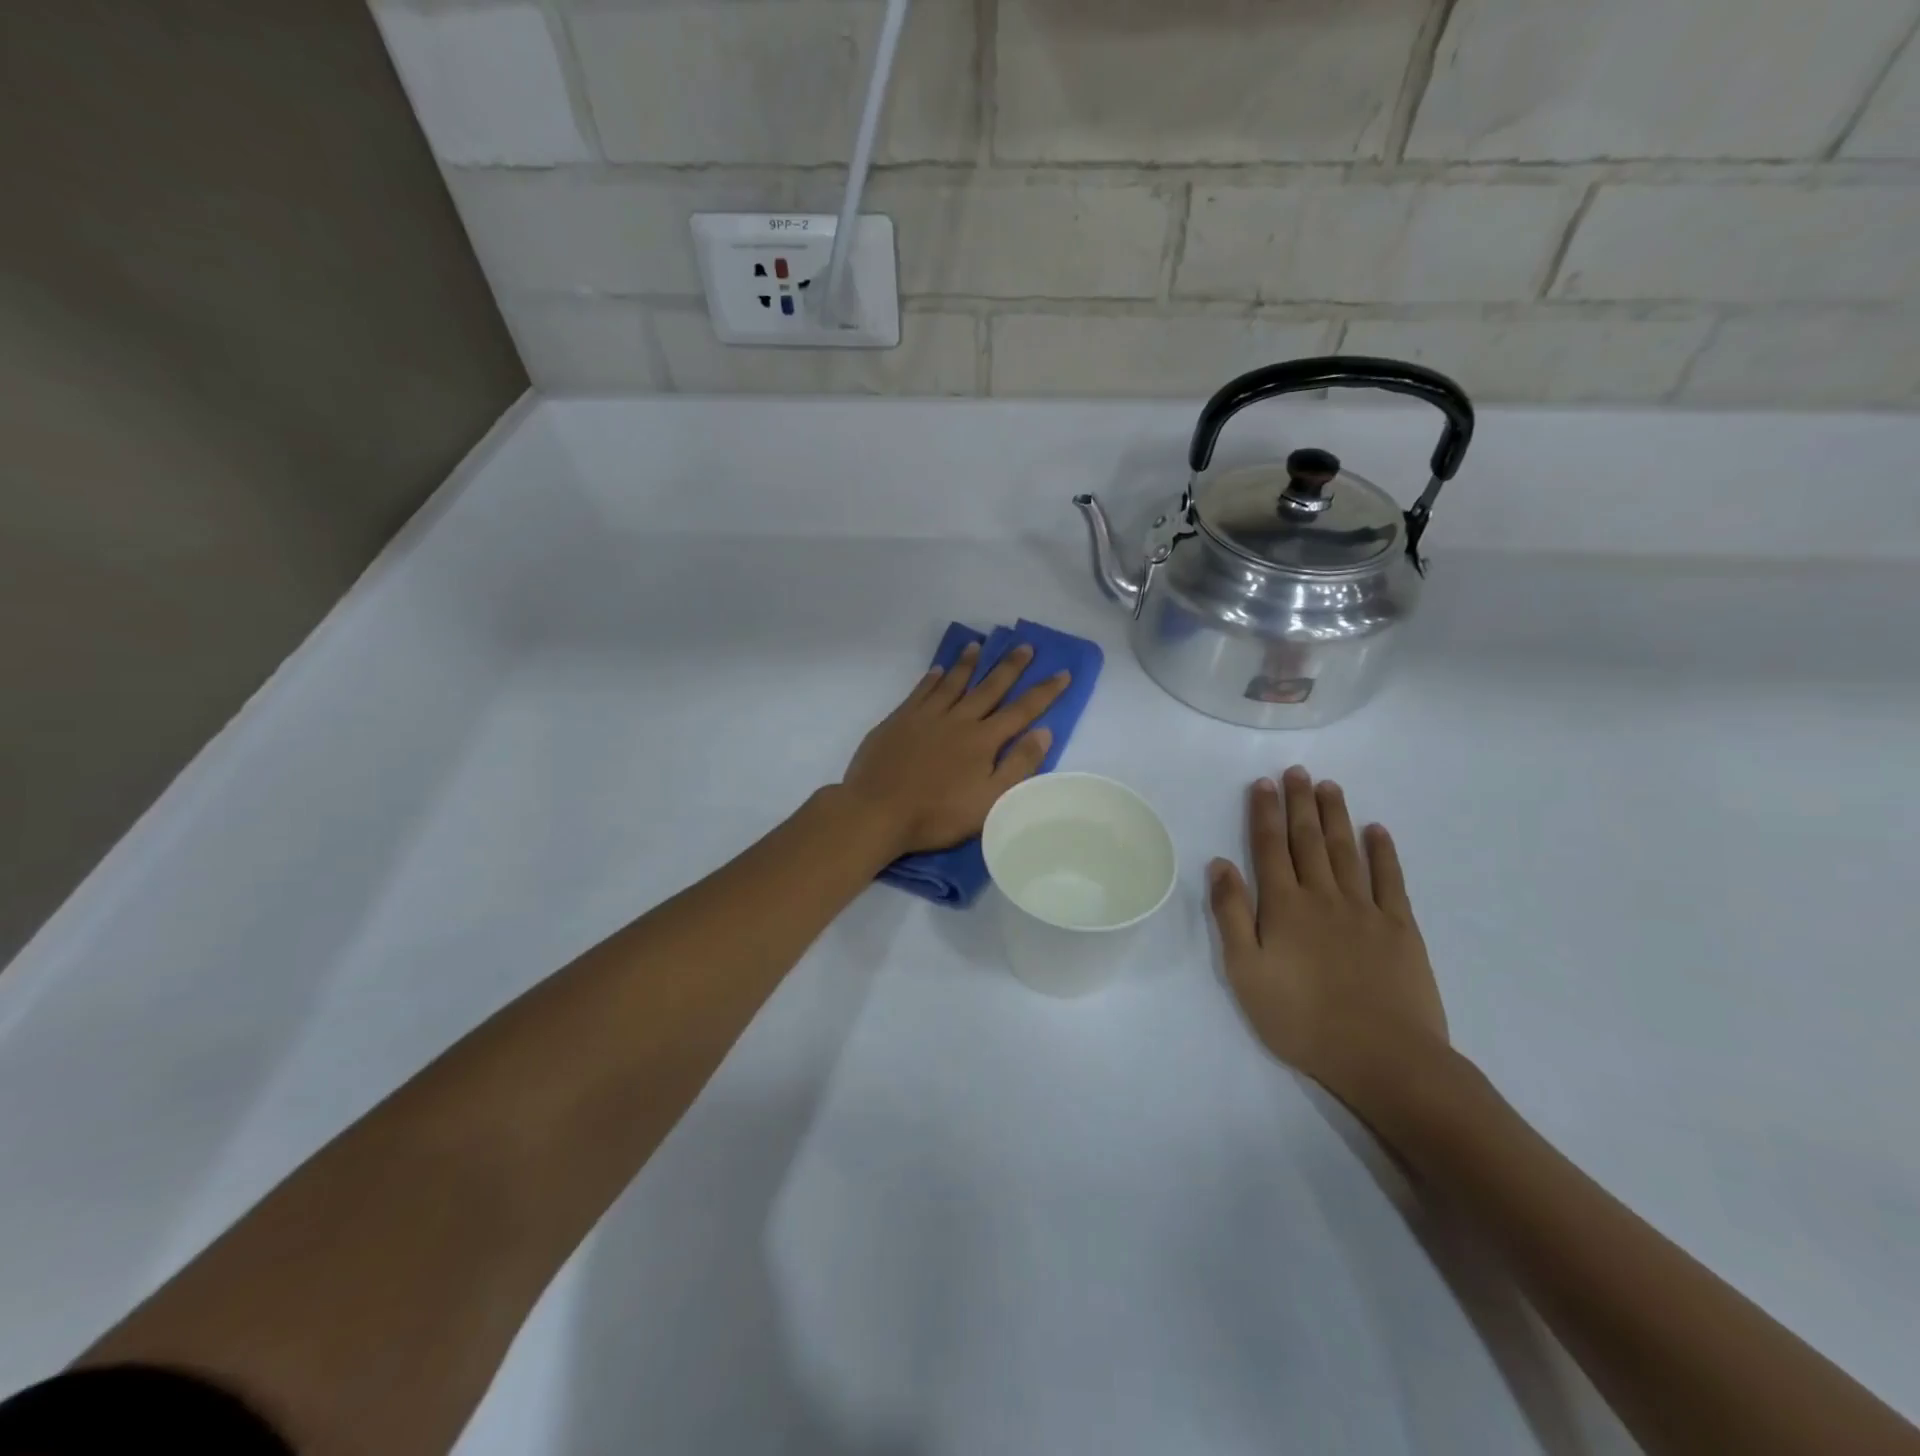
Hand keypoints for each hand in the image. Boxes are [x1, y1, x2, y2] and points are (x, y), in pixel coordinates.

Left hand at [841, 642, 1069, 857]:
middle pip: (989, 687)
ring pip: (953, 682)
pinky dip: (932, 678)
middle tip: (1025, 645)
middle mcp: (958, 719)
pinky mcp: (899, 720)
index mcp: (984, 740)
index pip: (1022, 710)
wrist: (877, 811)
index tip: (1062, 672)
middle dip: (1010, 666)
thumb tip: (1044, 732)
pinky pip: (921, 691)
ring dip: (968, 663)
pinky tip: (938, 670)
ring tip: (979, 645)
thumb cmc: (938, 814)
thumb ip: (1019, 765)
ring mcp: (926, 716)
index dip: (1045, 691)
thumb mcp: (990, 801)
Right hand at [1207, 767, 1449, 1117]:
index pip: (1270, 847)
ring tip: (1329, 786)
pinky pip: (1390, 880)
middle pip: (1309, 839)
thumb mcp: (1245, 971)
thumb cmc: (1301, 1019)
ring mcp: (1366, 909)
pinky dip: (1383, 852)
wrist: (1382, 1057)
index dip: (1265, 813)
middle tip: (1298, 771)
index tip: (1264, 783)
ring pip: (1347, 851)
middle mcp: (1323, 896)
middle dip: (1300, 803)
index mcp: (1284, 906)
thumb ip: (1231, 914)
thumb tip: (1220, 863)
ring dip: (1336, 816)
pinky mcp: (1400, 929)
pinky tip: (1377, 830)